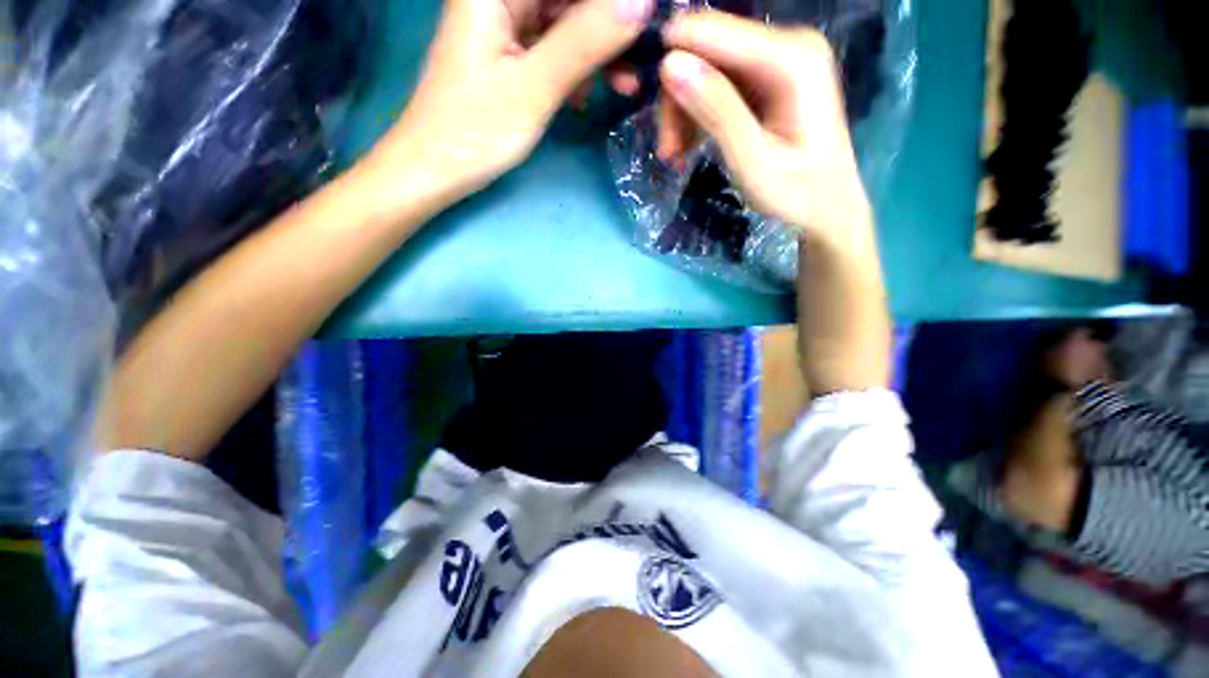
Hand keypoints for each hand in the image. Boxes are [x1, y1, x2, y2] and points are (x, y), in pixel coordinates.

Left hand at [371, 0, 651, 204]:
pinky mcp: (505, 55)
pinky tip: (584, 98)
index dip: (610, 2)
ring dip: (595, 54)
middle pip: (565, 0)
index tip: (644, 23)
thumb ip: (585, 42)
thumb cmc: (476, 131)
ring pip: (562, 24)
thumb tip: (641, 3)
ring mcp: (500, 27)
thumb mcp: (535, 88)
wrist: (435, 170)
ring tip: (622, 87)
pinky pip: (550, 50)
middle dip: (606, 27)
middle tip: (638, 63)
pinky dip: (573, 71)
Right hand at [654, 12, 870, 242]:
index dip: (671, 65)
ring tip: (675, 157)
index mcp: (791, 57)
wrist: (825, 207)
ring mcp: (776, 60)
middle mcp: (785, 44)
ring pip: (705, 69)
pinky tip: (689, 147)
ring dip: (682, 113)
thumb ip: (716, 112)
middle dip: (677, 99)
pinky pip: (716, 85)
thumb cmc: (795, 193)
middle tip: (667, 152)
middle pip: (705, 50)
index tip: (653, 118)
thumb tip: (669, 64)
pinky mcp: (766, 79)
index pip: (709, 33)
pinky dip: (696, 116)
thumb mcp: (752, 161)